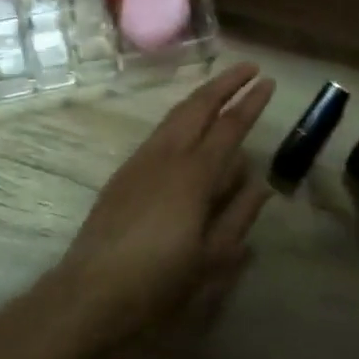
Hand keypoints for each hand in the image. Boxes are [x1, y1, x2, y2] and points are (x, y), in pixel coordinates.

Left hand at [52, 64, 275, 352]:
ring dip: (202, 96)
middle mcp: (168, 156)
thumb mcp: (211, 258)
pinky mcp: (125, 172)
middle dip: (225, 83)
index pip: (230, 126)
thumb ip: (239, 217)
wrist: (90, 290)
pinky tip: (188, 126)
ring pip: (176, 114)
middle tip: (249, 68)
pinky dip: (182, 116)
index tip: (268, 81)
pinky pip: (161, 131)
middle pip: (199, 106)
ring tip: (222, 87)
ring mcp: (142, 160)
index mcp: (195, 175)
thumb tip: (261, 185)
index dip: (251, 102)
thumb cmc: (158, 279)